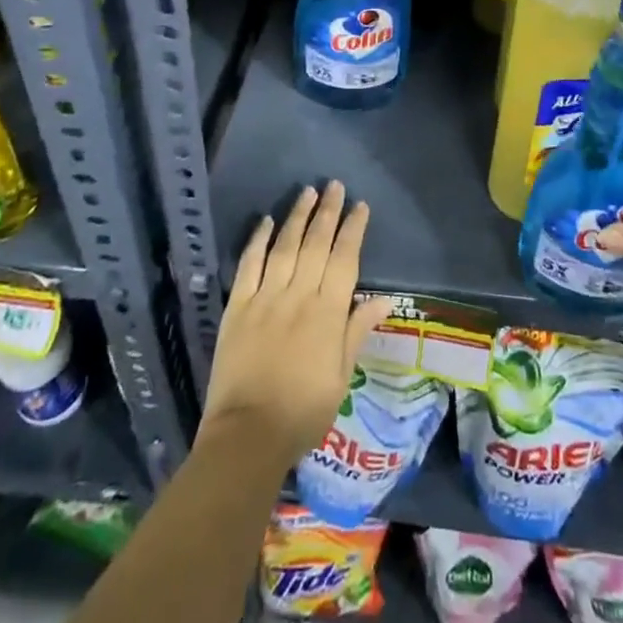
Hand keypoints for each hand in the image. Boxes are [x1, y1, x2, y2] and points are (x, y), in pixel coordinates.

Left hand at [201, 181, 393, 467]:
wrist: (248, 436)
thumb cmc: (303, 411)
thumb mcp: (341, 376)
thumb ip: (357, 330)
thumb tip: (385, 298)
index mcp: (328, 312)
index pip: (345, 259)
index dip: (353, 230)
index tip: (360, 206)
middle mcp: (298, 295)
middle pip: (316, 244)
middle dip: (328, 212)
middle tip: (334, 186)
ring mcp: (265, 298)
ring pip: (285, 246)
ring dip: (297, 217)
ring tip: (307, 192)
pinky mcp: (237, 306)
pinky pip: (249, 265)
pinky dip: (257, 240)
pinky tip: (265, 221)